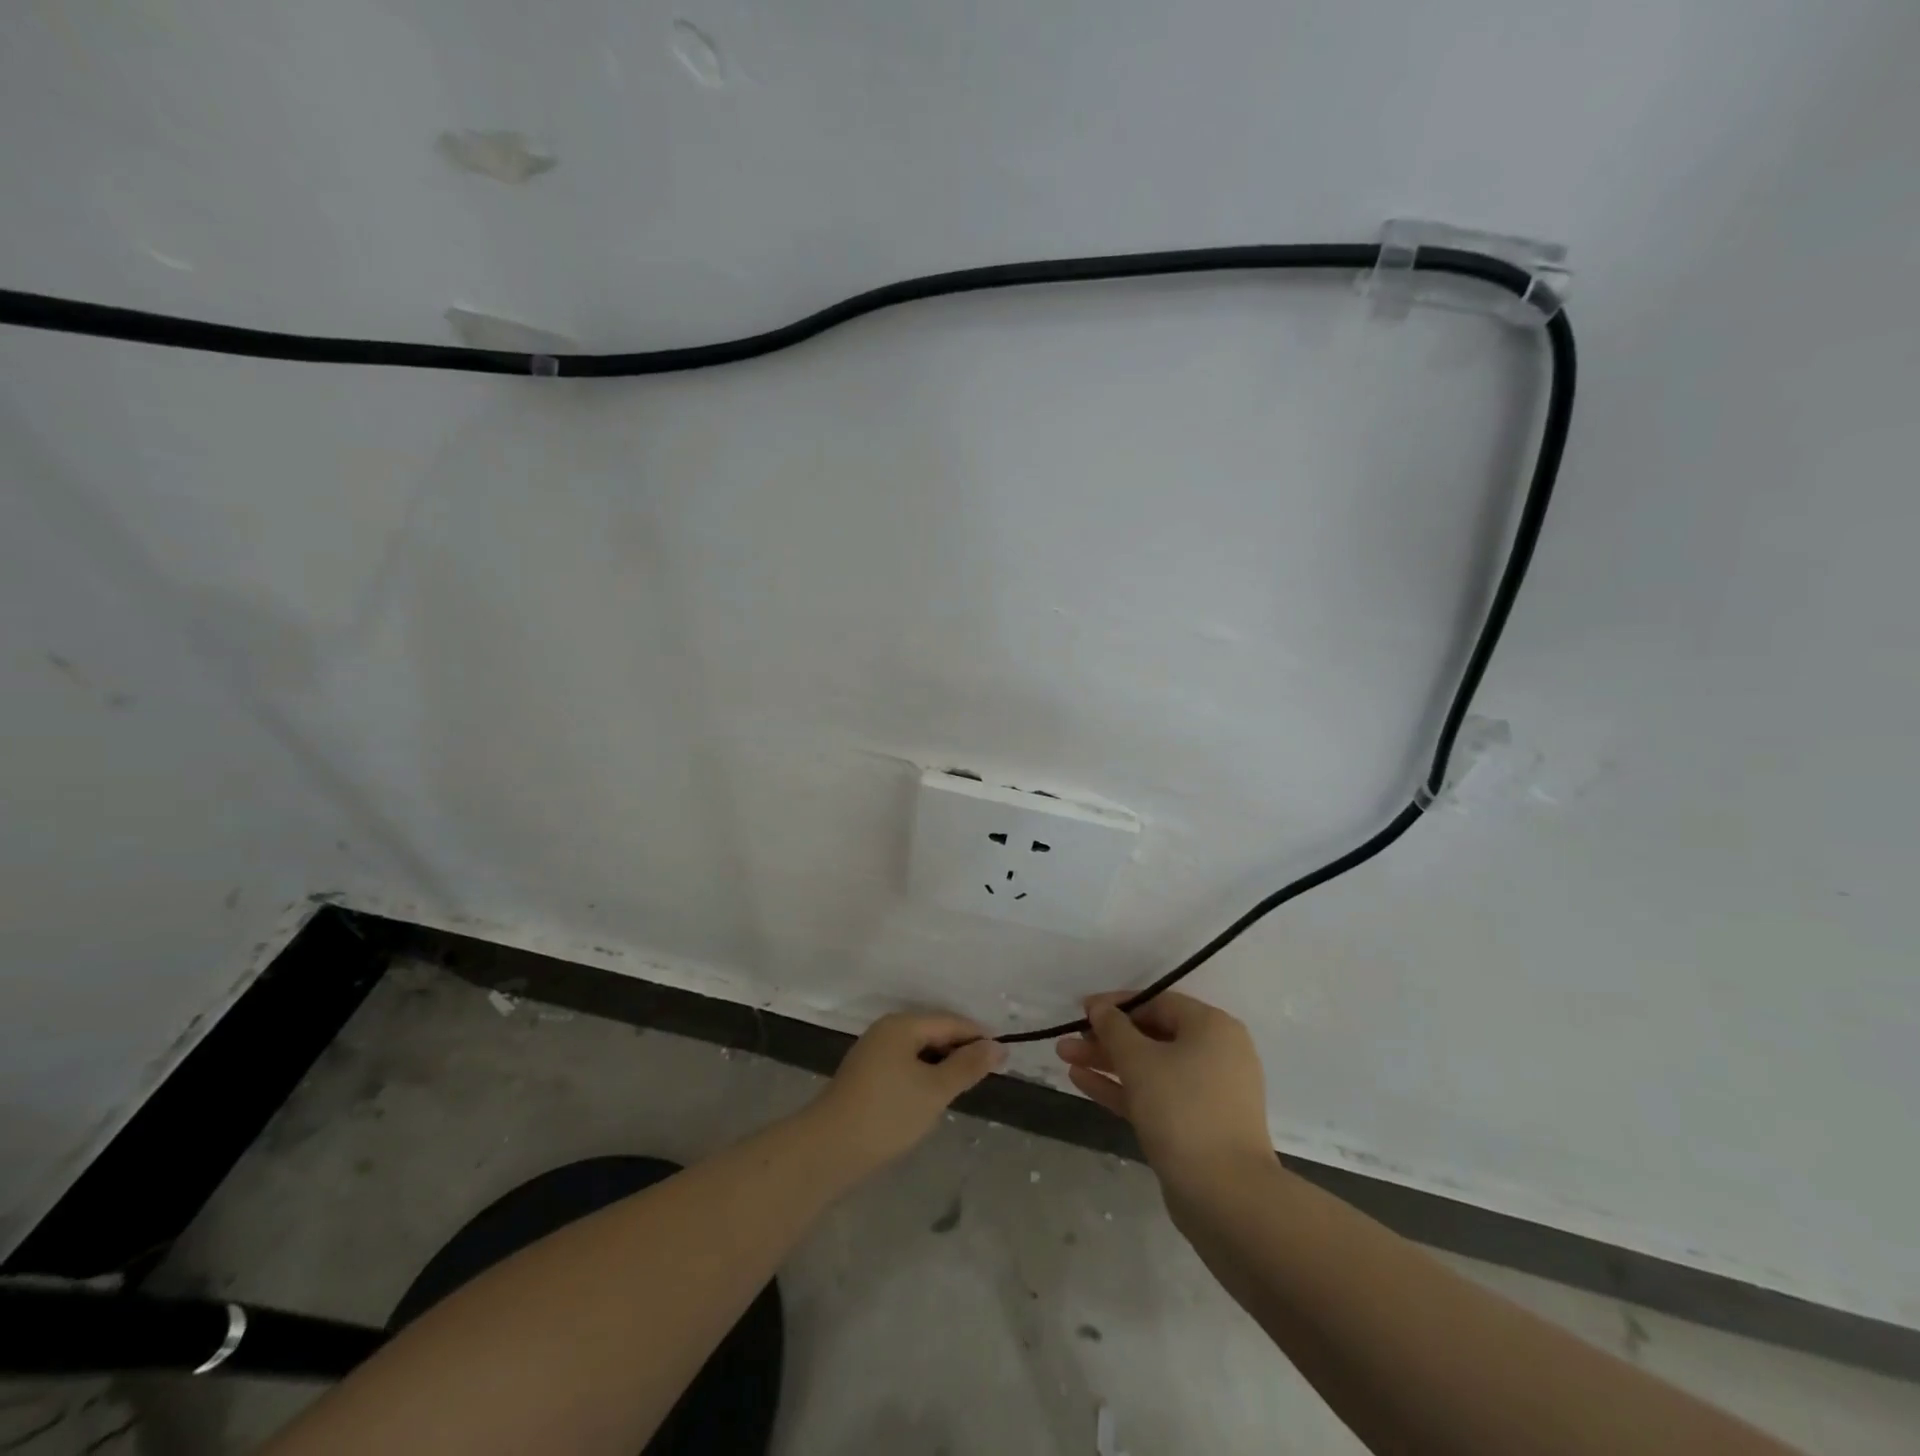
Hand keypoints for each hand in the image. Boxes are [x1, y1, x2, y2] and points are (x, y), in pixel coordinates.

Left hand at [813, 1012, 1004, 1173]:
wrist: (828, 1149)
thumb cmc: (887, 1114)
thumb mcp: (935, 1090)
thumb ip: (967, 1066)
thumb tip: (997, 1046)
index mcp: (902, 1025)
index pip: (950, 1022)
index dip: (978, 1036)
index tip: (1004, 1057)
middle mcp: (886, 1030)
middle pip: (933, 1032)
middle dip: (960, 1050)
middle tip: (987, 1075)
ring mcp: (873, 1053)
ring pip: (919, 1051)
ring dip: (942, 1065)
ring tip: (963, 1087)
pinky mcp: (866, 1075)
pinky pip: (905, 1065)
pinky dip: (923, 1075)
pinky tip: (932, 1097)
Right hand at [1056, 992, 1271, 1190]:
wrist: (1225, 1196)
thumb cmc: (1182, 1110)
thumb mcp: (1140, 1060)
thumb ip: (1114, 1028)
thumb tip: (1100, 1008)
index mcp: (1212, 1028)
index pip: (1158, 1002)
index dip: (1117, 1005)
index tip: (1082, 1010)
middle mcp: (1215, 1054)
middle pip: (1152, 1036)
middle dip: (1106, 1038)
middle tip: (1068, 1040)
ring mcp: (1207, 1093)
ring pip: (1150, 1067)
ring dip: (1108, 1062)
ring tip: (1065, 1058)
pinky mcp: (1196, 1126)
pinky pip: (1155, 1095)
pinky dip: (1122, 1088)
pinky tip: (1082, 1081)